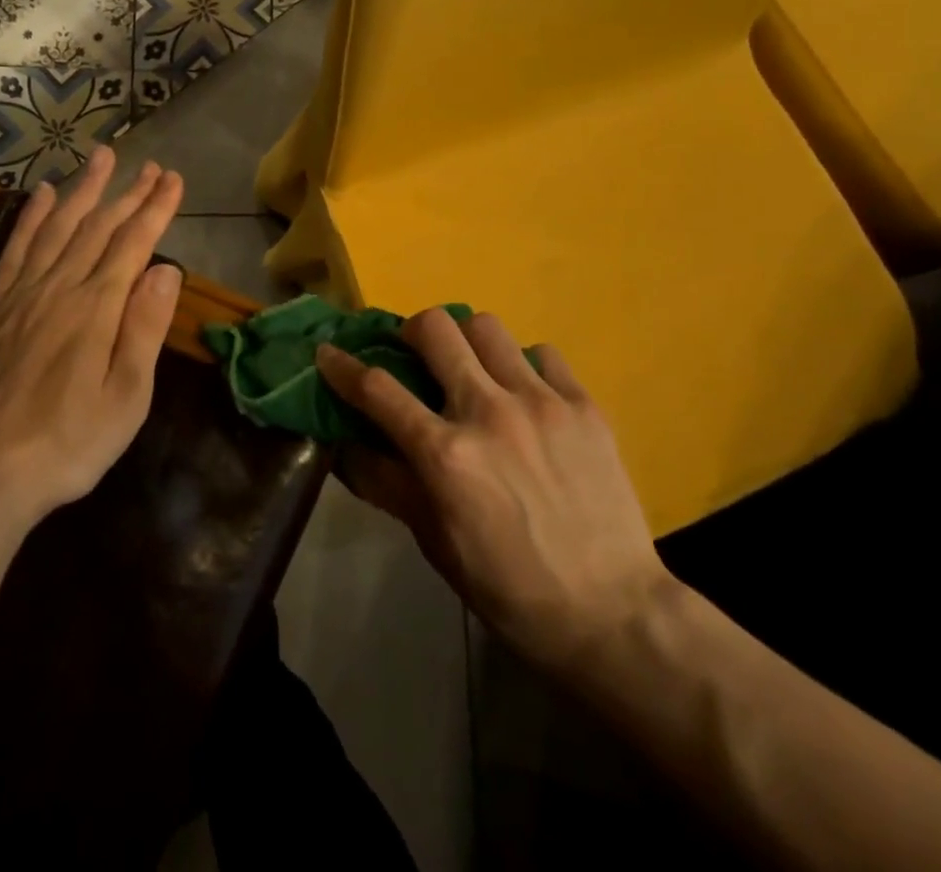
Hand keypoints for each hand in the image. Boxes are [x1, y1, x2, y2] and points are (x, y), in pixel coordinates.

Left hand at [0, 147, 184, 527]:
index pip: (133, 243)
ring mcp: (21, 294)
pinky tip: (41, 195)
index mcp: (96, 308)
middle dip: (128, 193)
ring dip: (82, 190)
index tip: (173, 179)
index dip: (155, 208)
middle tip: (150, 166)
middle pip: (98, 227)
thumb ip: (144, 328)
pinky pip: (16, 248)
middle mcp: (59, 287)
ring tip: (101, 158)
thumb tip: (167, 270)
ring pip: (57, 227)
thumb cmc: (68, 443)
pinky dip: (31, 217)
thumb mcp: (126, 398)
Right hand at [319, 310, 673, 676]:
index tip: (328, 352)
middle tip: (414, 354)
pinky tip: (526, 395)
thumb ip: (387, 484)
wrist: (612, 614)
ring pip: (487, 327)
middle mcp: (488, 412)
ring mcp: (541, 402)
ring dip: (467, 341)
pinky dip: (523, 365)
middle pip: (435, 328)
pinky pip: (542, 353)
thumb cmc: (509, 588)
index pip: (377, 389)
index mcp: (445, 454)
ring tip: (473, 369)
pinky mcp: (583, 405)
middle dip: (410, 331)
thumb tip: (345, 446)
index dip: (342, 366)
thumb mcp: (434, 542)